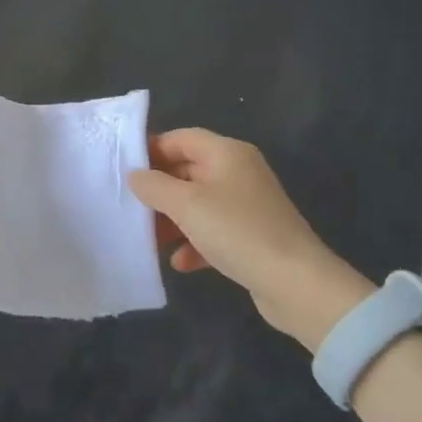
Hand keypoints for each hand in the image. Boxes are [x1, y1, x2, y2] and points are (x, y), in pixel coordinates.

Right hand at [128, 128, 372, 348]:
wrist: (297, 284)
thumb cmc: (236, 230)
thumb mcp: (186, 204)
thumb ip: (154, 185)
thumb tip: (135, 175)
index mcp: (227, 153)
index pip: (182, 138)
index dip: (152, 149)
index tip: (124, 168)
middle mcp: (238, 172)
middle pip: (188, 170)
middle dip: (160, 189)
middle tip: (131, 205)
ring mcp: (247, 205)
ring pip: (199, 203)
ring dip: (173, 219)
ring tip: (150, 237)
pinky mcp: (253, 236)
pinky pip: (214, 230)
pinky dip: (195, 242)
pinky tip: (180, 262)